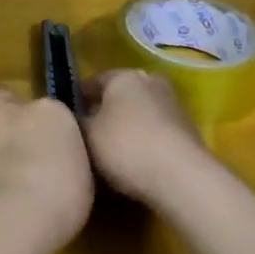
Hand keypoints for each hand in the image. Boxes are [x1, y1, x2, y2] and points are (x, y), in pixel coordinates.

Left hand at [0, 86, 94, 244]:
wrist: (14, 216)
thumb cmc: (63, 195)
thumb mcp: (80, 174)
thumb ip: (62, 157)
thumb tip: (54, 161)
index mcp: (48, 112)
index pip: (45, 107)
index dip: (43, 123)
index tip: (48, 142)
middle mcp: (10, 114)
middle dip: (2, 114)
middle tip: (12, 143)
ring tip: (0, 186)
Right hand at [78, 68, 215, 206]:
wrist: (182, 177)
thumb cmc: (126, 147)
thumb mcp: (87, 136)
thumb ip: (76, 122)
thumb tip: (73, 117)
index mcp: (124, 76)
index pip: (93, 82)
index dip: (77, 99)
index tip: (66, 118)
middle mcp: (151, 82)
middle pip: (120, 95)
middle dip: (105, 111)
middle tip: (89, 135)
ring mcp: (174, 106)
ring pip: (141, 113)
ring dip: (128, 127)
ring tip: (111, 153)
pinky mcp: (188, 131)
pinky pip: (157, 132)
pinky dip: (145, 141)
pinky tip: (136, 162)